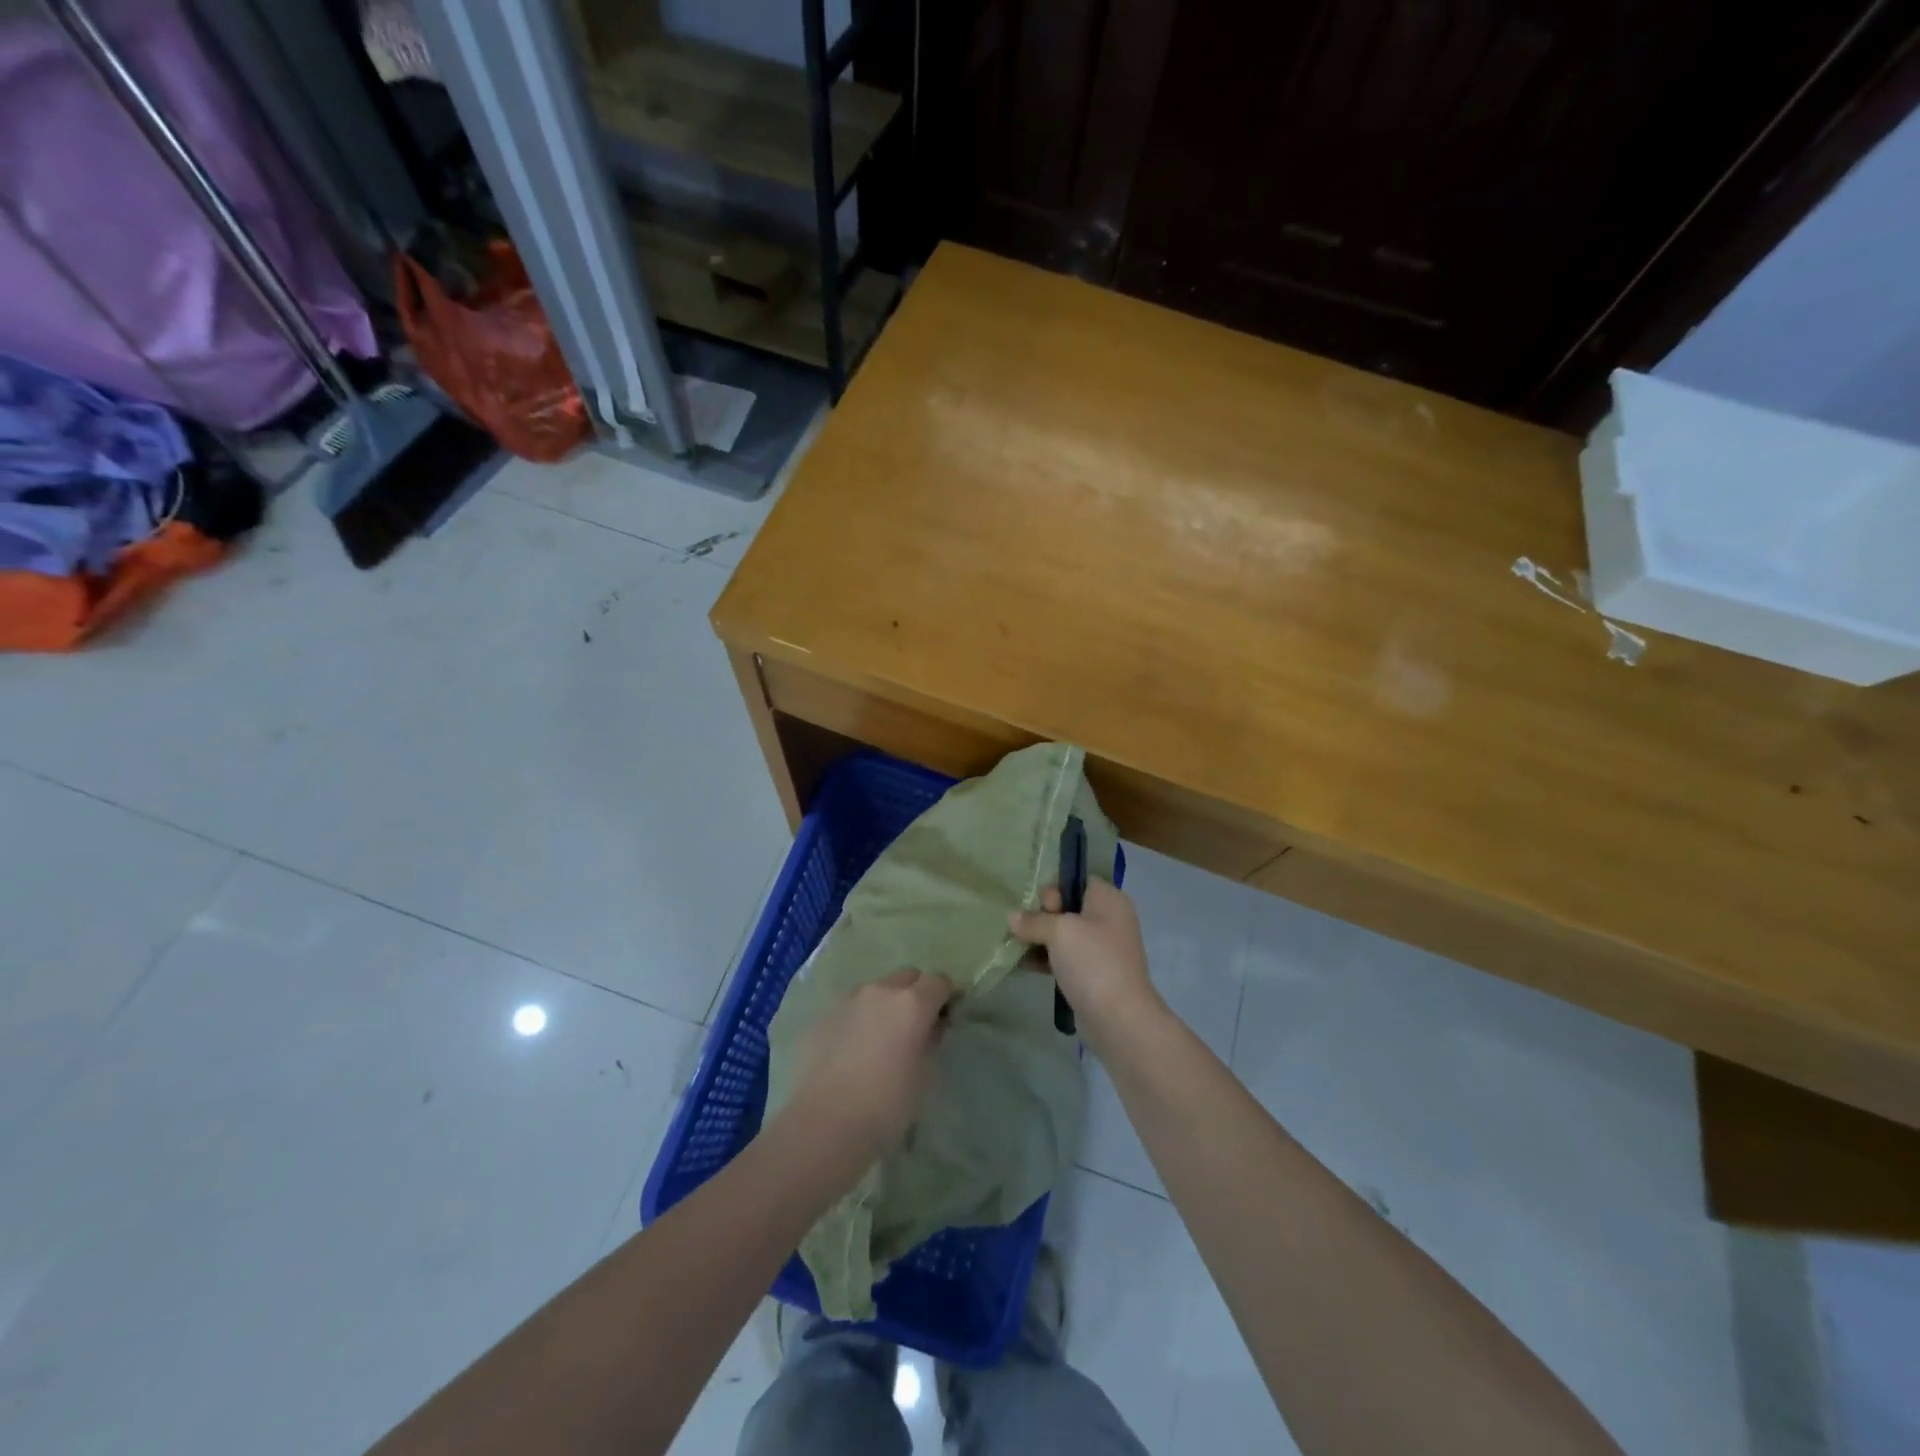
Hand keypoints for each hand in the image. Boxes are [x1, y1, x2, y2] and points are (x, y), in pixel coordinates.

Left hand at [783, 969, 952, 1171]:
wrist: (826, 1123)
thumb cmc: (887, 1104)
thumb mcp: (925, 1076)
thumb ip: (931, 1041)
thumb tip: (930, 1027)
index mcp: (912, 1002)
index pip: (938, 981)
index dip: (945, 997)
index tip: (944, 1018)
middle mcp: (881, 990)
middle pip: (907, 977)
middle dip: (916, 993)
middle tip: (914, 1026)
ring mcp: (849, 1000)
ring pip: (876, 989)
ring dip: (885, 1004)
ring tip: (881, 1038)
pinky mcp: (824, 1016)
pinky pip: (851, 1008)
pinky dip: (859, 1019)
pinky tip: (853, 1050)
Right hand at [1009, 880, 1162, 1051]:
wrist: (1119, 1019)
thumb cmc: (1093, 962)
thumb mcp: (1059, 932)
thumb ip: (1033, 920)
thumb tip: (1012, 917)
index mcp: (1108, 899)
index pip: (1077, 879)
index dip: (1054, 887)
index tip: (1038, 904)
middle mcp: (1108, 919)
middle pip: (1067, 906)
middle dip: (1041, 915)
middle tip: (1025, 927)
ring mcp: (1101, 949)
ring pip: (1063, 934)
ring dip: (1039, 938)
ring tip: (1012, 944)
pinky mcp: (1092, 974)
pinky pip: (1064, 958)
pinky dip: (1045, 959)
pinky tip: (1021, 963)